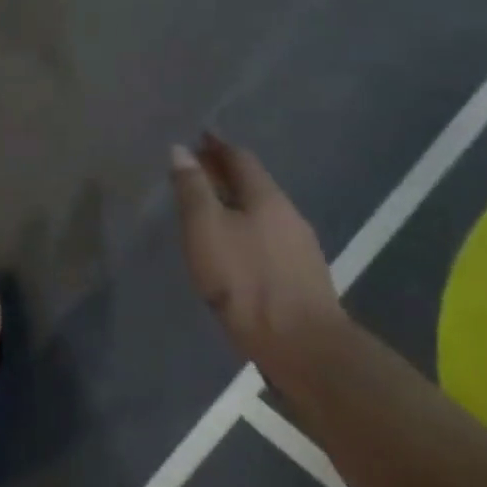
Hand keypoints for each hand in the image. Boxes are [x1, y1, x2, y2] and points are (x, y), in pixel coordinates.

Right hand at [170, 133, 343, 369]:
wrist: (304, 349)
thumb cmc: (246, 281)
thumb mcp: (206, 229)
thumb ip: (192, 189)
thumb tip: (181, 149)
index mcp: (266, 197)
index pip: (240, 158)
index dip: (217, 146)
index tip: (198, 138)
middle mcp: (288, 215)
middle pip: (254, 184)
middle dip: (225, 174)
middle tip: (196, 170)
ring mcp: (300, 248)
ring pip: (262, 213)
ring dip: (236, 204)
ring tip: (210, 209)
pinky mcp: (302, 278)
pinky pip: (268, 238)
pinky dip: (246, 229)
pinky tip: (234, 247)